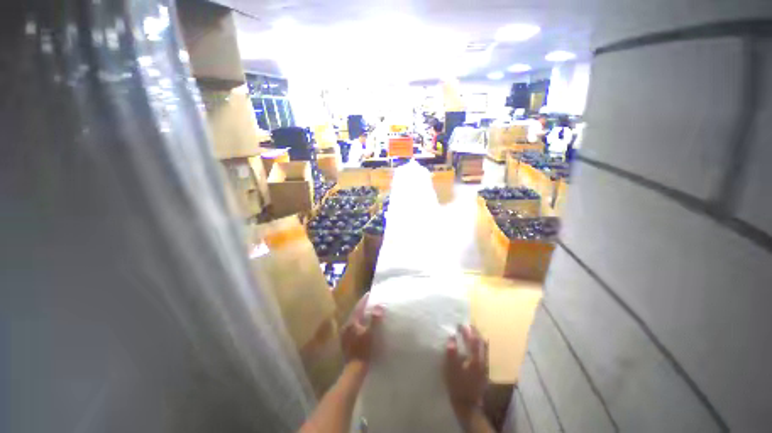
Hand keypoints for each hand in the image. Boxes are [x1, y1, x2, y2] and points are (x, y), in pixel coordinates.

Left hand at [341, 293, 383, 367]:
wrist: (354, 369)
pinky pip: (353, 327)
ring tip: (367, 312)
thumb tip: (379, 306)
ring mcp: (344, 334)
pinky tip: (362, 325)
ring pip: (353, 320)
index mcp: (351, 323)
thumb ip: (374, 319)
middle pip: (355, 313)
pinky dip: (358, 323)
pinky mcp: (345, 341)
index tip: (369, 293)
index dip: (364, 300)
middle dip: (362, 306)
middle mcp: (346, 326)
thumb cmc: (363, 350)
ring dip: (360, 315)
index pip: (358, 307)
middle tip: (369, 301)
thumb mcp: (370, 334)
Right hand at [444, 325, 488, 417]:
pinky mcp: (484, 371)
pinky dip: (478, 345)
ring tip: (470, 332)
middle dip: (475, 332)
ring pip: (484, 348)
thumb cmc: (458, 386)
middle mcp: (483, 361)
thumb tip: (451, 337)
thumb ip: (451, 353)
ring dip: (477, 338)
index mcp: (475, 360)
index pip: (474, 340)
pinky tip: (473, 346)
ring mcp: (484, 366)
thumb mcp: (451, 370)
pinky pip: (483, 353)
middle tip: (467, 325)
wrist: (467, 405)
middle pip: (482, 342)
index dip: (467, 331)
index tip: (460, 324)